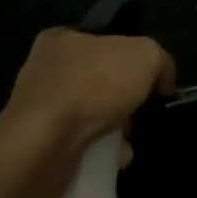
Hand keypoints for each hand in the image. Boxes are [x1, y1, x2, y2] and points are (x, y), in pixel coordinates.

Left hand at [0, 28, 175, 196]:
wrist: (45, 144)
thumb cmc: (93, 86)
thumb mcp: (145, 55)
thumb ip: (159, 60)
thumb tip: (160, 81)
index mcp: (63, 37)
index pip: (106, 43)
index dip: (132, 61)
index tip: (148, 84)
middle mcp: (45, 68)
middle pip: (100, 81)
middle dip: (124, 100)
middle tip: (139, 116)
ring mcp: (37, 107)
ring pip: (90, 114)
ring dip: (114, 130)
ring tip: (128, 144)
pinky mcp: (37, 142)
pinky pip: (78, 143)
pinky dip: (98, 151)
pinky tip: (113, 160)